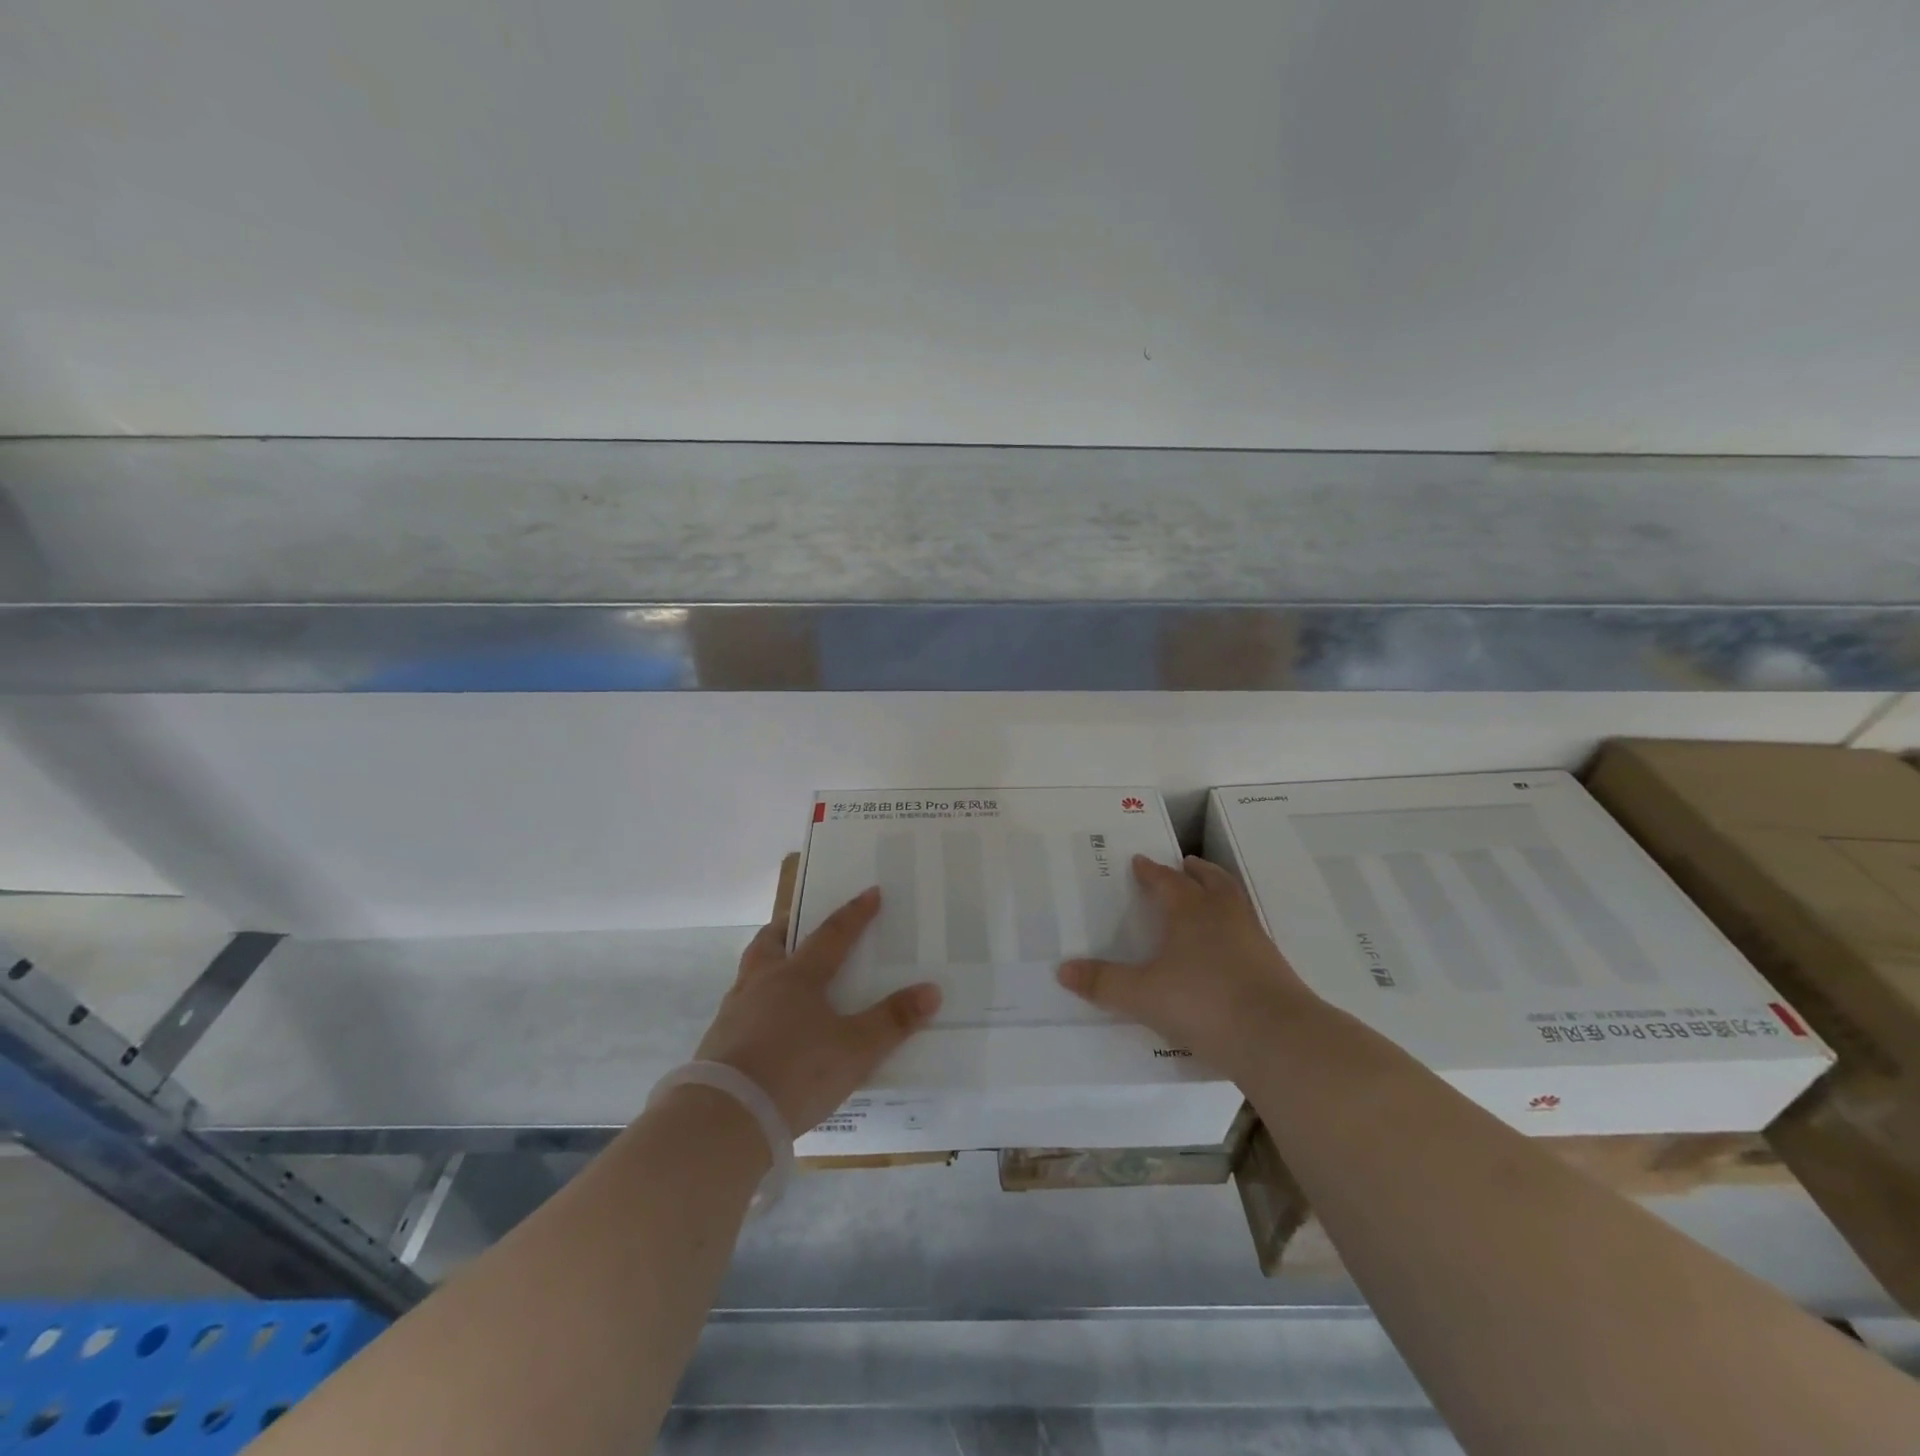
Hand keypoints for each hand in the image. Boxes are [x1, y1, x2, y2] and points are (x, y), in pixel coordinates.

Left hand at [694, 887, 941, 1134]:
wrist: (726, 1118)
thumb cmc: (797, 1071)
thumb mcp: (856, 1049)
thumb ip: (893, 1020)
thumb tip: (931, 990)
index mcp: (798, 976)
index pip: (832, 934)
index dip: (855, 914)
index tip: (871, 892)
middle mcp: (762, 984)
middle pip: (770, 942)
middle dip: (786, 928)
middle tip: (797, 923)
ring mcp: (734, 1012)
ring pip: (749, 973)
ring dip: (765, 964)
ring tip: (780, 974)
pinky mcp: (717, 1043)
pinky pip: (739, 1008)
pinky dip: (754, 1004)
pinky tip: (764, 1025)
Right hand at [1056, 855, 1312, 1075]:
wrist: (1277, 1037)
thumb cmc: (1203, 1003)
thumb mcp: (1142, 996)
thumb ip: (1103, 983)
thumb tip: (1062, 970)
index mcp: (1189, 911)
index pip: (1166, 881)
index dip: (1151, 871)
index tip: (1140, 862)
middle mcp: (1222, 914)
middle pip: (1209, 880)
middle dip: (1194, 871)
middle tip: (1184, 864)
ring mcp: (1253, 937)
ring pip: (1234, 901)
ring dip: (1219, 891)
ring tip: (1208, 894)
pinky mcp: (1272, 964)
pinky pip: (1248, 930)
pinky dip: (1234, 926)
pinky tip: (1227, 946)